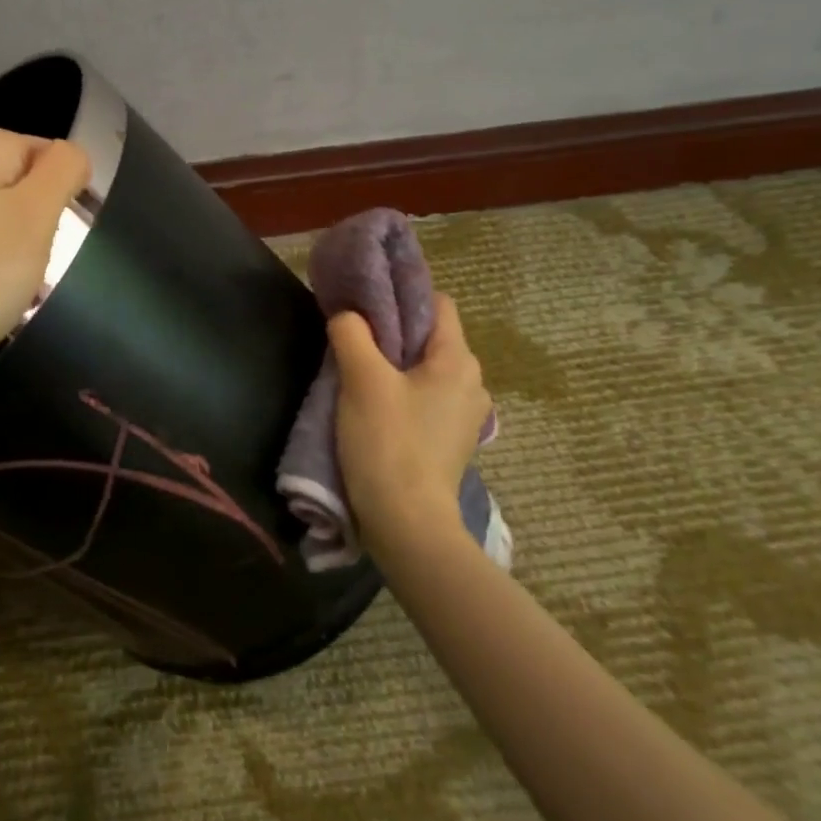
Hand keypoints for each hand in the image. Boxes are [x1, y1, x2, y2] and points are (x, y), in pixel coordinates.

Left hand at [0, 125, 90, 401]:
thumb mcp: (36, 218)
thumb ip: (64, 171)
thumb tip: (72, 155)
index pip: (51, 155)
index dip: (62, 198)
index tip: (49, 239)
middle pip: (23, 186)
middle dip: (38, 225)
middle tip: (29, 266)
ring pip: (0, 218)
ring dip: (15, 251)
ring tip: (5, 287)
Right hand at [330, 292, 492, 544]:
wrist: (408, 524)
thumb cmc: (389, 443)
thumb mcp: (362, 380)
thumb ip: (352, 334)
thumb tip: (348, 314)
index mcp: (459, 361)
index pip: (437, 303)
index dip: (401, 296)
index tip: (365, 305)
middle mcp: (473, 383)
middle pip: (430, 337)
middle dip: (392, 333)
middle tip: (353, 341)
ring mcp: (465, 415)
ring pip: (425, 369)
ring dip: (394, 366)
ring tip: (359, 376)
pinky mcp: (450, 440)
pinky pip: (425, 398)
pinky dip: (402, 393)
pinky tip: (375, 408)